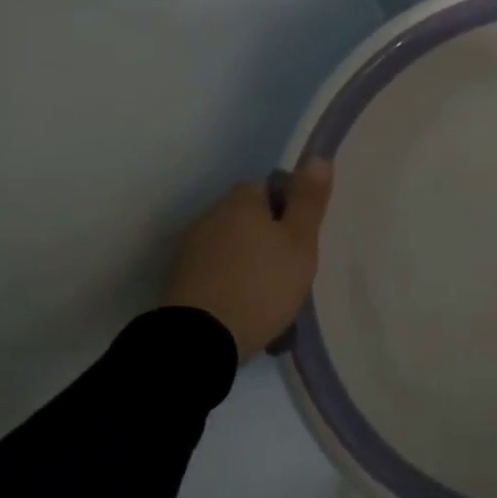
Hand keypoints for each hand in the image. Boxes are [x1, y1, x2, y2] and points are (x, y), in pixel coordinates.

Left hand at [164, 158, 333, 361]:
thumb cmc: (262, 285)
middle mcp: (209, 215)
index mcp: (239, 201)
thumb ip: (309, 200)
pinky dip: (231, 280)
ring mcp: (190, 249)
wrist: (201, 341)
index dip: (289, 208)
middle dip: (268, 235)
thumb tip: (317, 156)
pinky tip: (245, 304)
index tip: (302, 237)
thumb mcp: (300, 242)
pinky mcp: (180, 280)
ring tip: (270, 292)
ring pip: (232, 244)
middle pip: (248, 216)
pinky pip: (216, 269)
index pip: (270, 187)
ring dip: (248, 258)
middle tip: (291, 267)